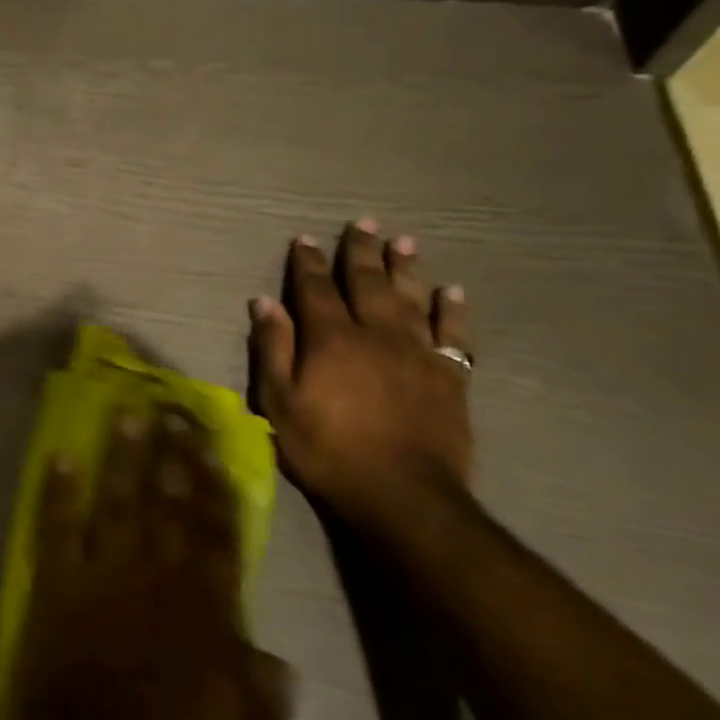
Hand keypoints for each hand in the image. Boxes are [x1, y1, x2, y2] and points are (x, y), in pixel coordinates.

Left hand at [1, 408, 292, 719]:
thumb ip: (265, 696)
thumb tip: (276, 657)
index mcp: (204, 609)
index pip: (215, 532)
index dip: (213, 483)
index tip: (210, 442)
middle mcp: (155, 576)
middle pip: (167, 502)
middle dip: (171, 453)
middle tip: (170, 408)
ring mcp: (101, 574)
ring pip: (116, 501)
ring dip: (121, 457)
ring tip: (126, 414)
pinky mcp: (55, 583)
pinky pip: (56, 527)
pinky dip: (57, 491)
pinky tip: (60, 457)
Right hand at [248, 220, 473, 529]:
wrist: (402, 495)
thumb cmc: (328, 449)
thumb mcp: (279, 402)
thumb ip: (273, 348)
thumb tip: (265, 302)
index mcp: (331, 338)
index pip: (315, 288)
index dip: (308, 263)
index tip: (304, 240)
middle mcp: (376, 333)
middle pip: (367, 282)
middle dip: (361, 252)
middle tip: (363, 223)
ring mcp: (418, 353)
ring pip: (411, 298)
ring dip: (406, 268)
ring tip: (404, 242)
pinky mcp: (450, 377)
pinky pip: (454, 334)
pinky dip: (452, 311)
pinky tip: (452, 292)